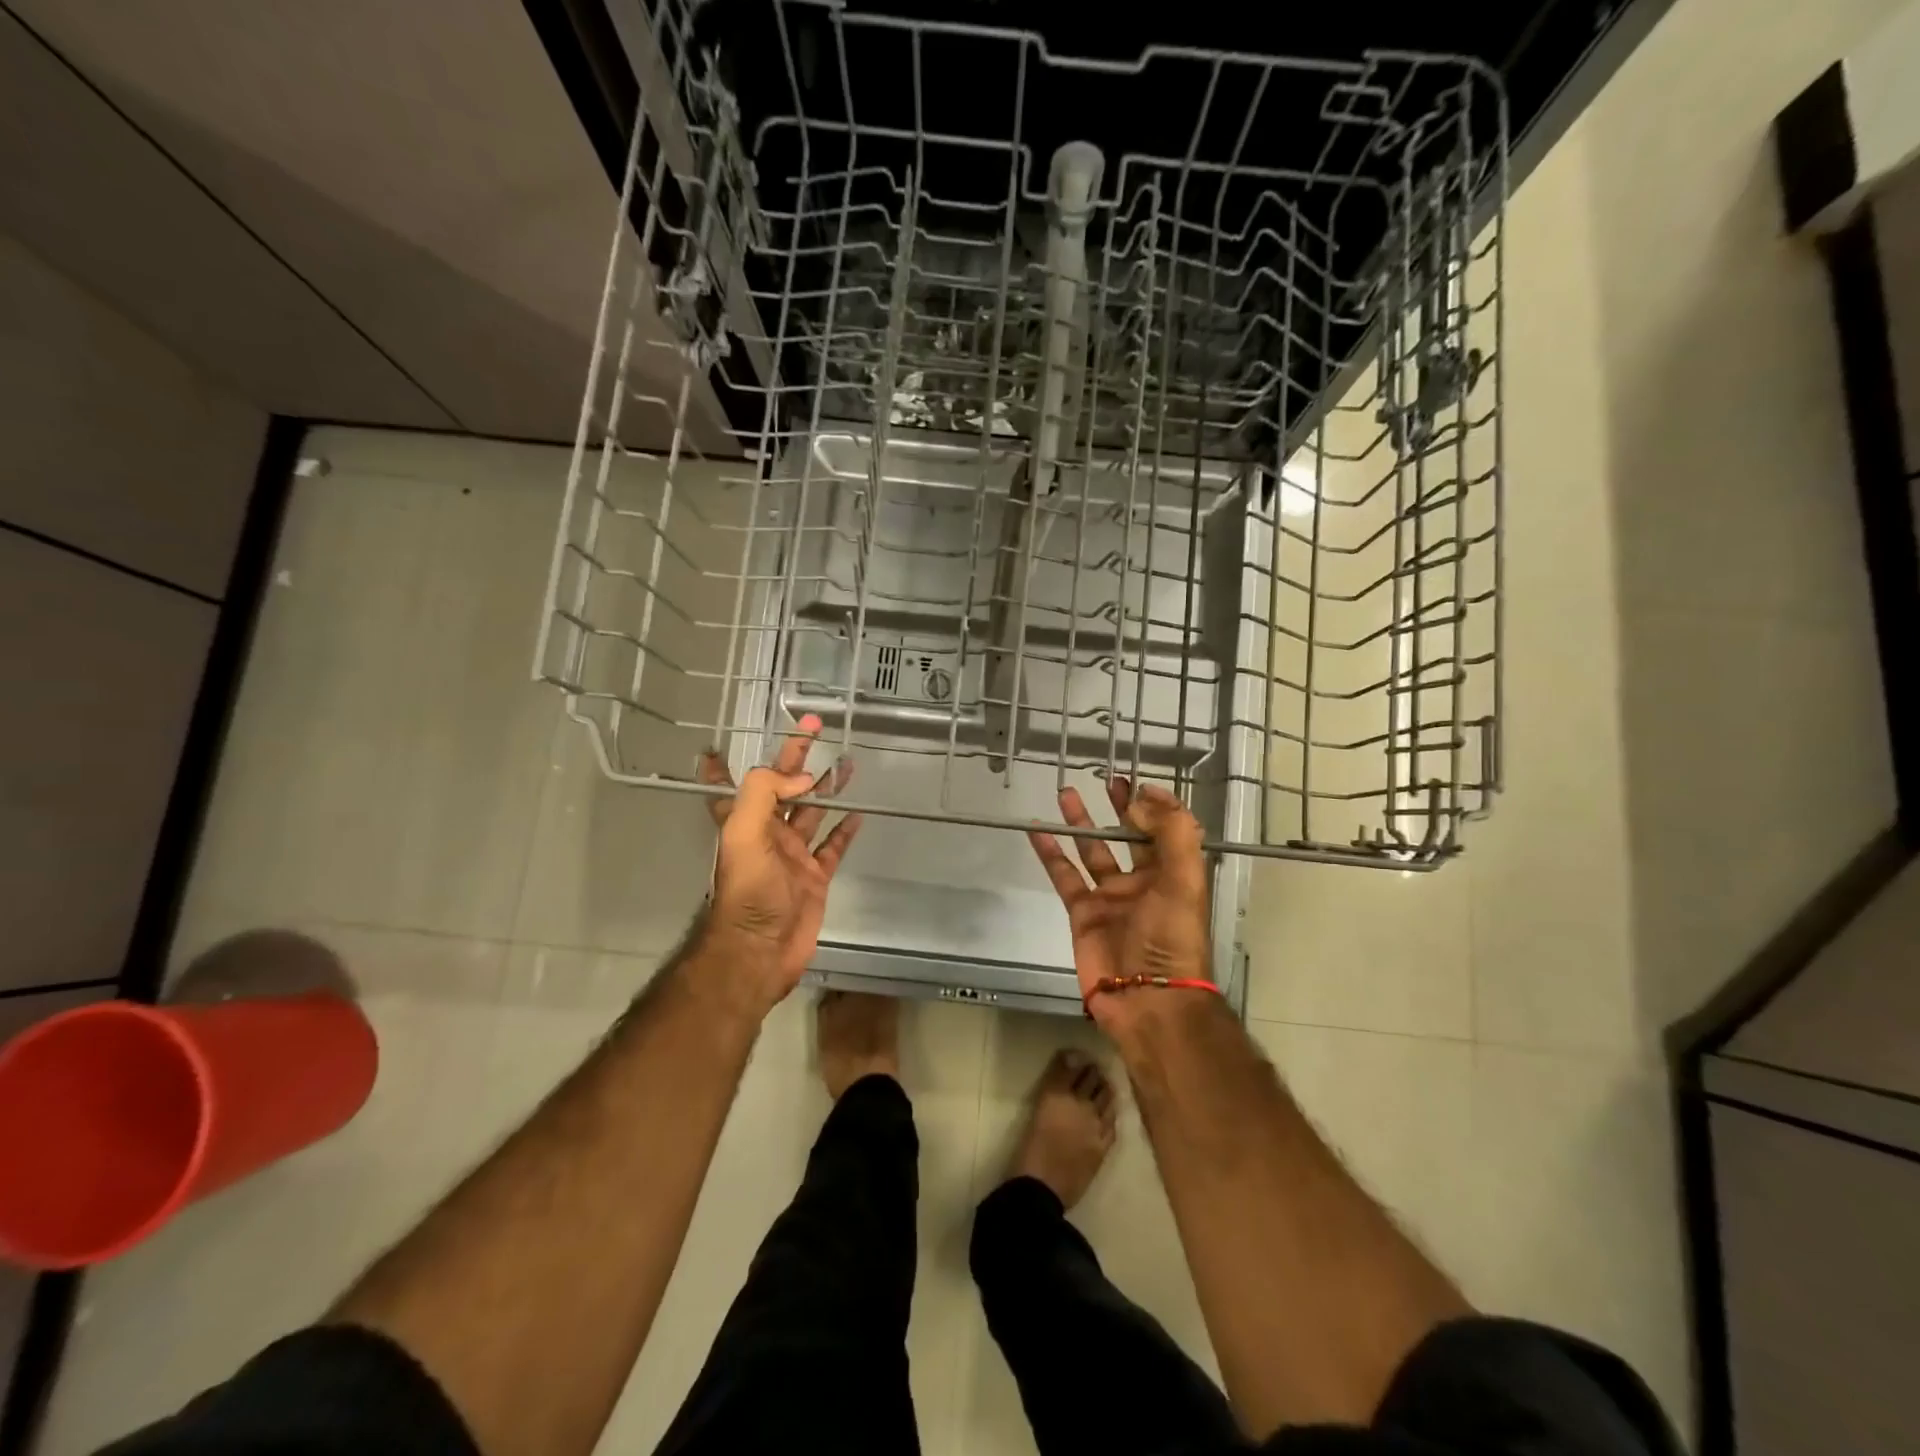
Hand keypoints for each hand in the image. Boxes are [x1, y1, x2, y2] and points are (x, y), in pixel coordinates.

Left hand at [695, 714, 862, 1012]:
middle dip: (795, 757)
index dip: (720, 766)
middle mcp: (767, 833)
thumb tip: (802, 776)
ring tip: (846, 762)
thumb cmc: (749, 889)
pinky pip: (833, 846)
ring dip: (827, 787)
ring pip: (813, 812)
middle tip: (814, 728)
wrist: (762, 947)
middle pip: (782, 787)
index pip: (728, 785)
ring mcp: (793, 855)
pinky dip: (845, 830)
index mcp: (743, 821)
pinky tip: (858, 814)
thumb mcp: (744, 832)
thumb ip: (765, 792)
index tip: (717, 744)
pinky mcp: (815, 876)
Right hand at [1027, 779, 1211, 1035]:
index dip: (1154, 805)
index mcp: (1172, 874)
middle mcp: (1142, 882)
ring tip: (1066, 793)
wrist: (1146, 999)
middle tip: (1107, 780)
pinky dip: (1050, 853)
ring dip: (1080, 823)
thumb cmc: (1171, 938)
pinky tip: (1037, 830)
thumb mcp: (1184, 880)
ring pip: (1092, 850)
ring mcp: (1109, 897)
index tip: (1136, 783)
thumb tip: (1143, 797)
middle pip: (1129, 836)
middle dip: (1119, 808)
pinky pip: (1064, 876)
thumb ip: (1171, 833)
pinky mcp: (1082, 913)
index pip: (1165, 830)